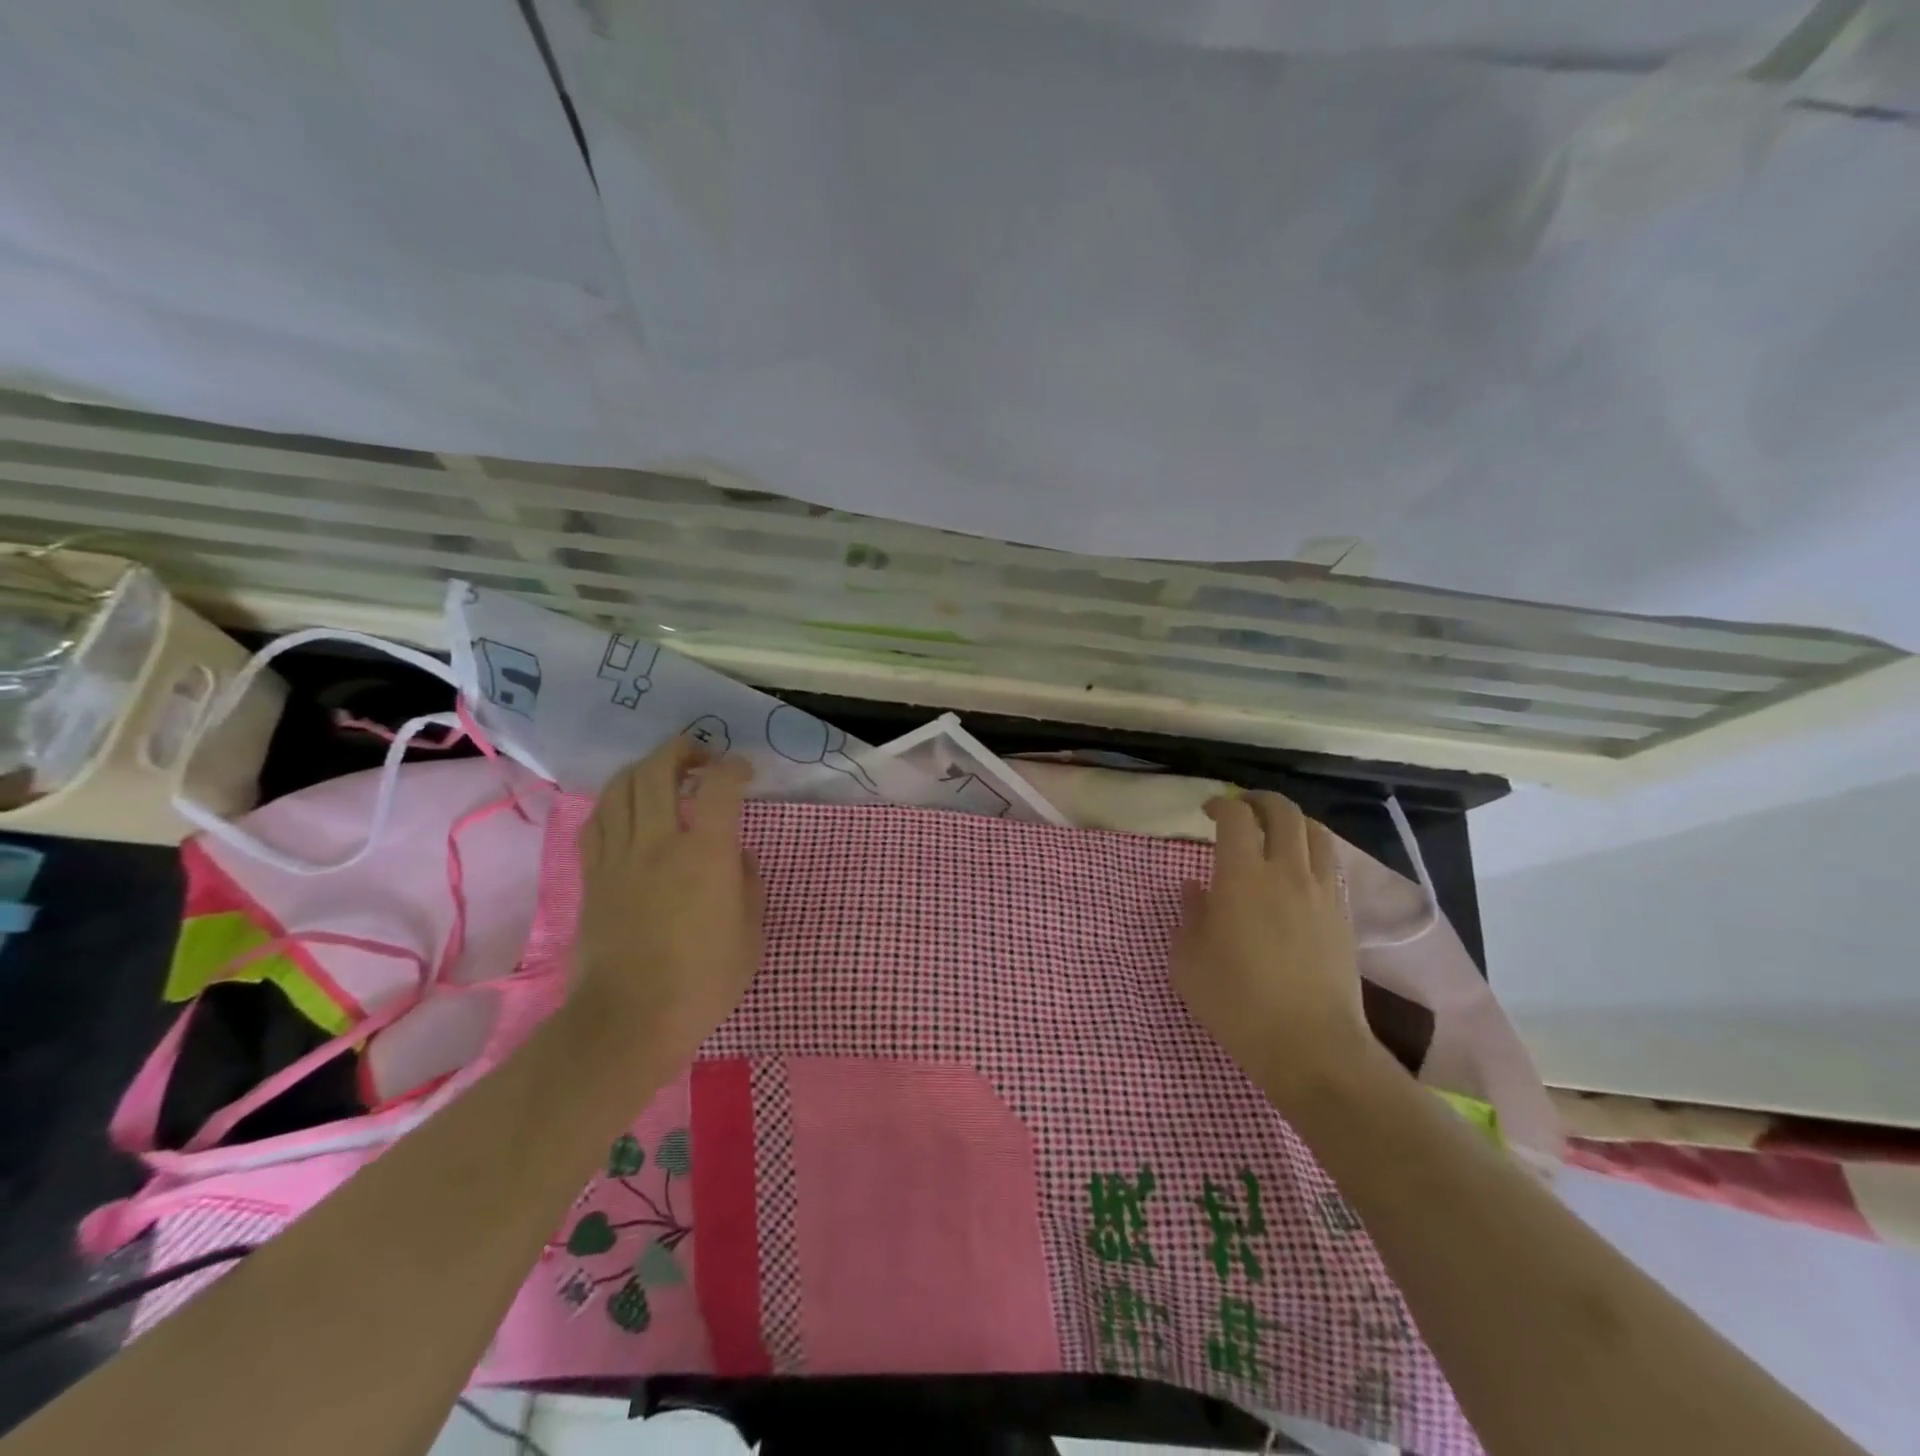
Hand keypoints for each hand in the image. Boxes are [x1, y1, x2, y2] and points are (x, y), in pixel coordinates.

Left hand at [570, 739, 764, 1070]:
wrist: (628, 1019)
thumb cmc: (702, 982)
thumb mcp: (750, 936)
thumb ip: (748, 886)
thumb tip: (736, 858)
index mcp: (706, 853)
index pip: (719, 787)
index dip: (734, 768)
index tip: (743, 772)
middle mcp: (659, 841)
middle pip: (659, 770)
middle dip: (681, 750)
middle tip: (700, 756)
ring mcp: (619, 856)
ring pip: (621, 787)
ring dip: (645, 768)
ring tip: (662, 773)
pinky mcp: (593, 875)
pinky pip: (597, 821)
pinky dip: (614, 801)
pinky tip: (626, 807)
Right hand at [1171, 792, 1376, 1109]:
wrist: (1310, 1045)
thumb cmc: (1237, 1002)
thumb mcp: (1188, 961)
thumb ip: (1189, 915)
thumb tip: (1196, 889)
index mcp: (1242, 876)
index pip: (1236, 817)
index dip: (1221, 804)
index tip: (1207, 813)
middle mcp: (1286, 871)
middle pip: (1283, 812)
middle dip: (1259, 800)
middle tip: (1241, 809)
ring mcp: (1321, 891)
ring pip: (1315, 832)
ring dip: (1291, 821)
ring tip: (1274, 832)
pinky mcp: (1343, 915)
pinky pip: (1330, 864)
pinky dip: (1312, 851)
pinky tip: (1298, 870)